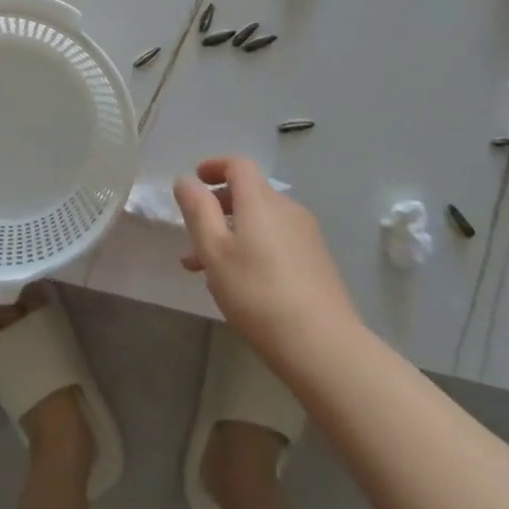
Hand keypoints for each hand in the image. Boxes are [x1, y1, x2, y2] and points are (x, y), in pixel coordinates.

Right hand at [175, 157, 360, 366]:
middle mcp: (287, 209)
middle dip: (218, 208)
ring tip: (207, 269)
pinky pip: (277, 241)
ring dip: (232, 234)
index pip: (239, 165)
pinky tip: (241, 284)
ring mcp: (306, 236)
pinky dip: (253, 248)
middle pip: (250, 194)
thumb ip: (197, 210)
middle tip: (193, 235)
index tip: (196, 180)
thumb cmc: (256, 291)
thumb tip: (186, 180)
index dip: (215, 166)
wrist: (322, 343)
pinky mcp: (317, 262)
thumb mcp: (213, 250)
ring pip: (261, 222)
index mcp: (261, 201)